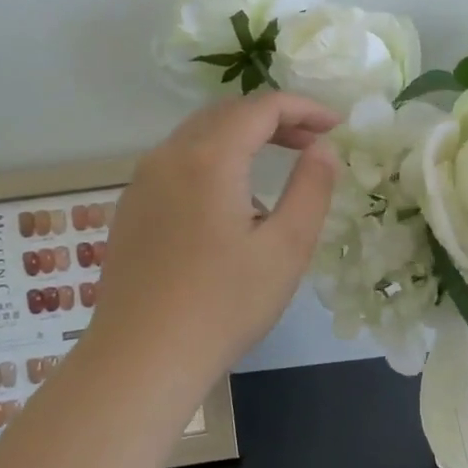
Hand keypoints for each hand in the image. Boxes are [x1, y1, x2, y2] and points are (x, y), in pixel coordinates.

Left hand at [90, 91, 339, 387]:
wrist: (140, 359)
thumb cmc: (222, 305)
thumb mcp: (286, 248)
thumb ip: (311, 188)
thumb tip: (323, 148)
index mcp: (208, 158)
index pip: (261, 107)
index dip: (304, 108)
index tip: (337, 126)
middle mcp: (168, 156)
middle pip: (227, 113)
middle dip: (274, 119)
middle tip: (312, 142)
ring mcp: (142, 182)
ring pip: (198, 136)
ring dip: (242, 138)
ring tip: (278, 165)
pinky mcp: (131, 209)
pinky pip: (178, 163)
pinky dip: (214, 160)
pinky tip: (232, 202)